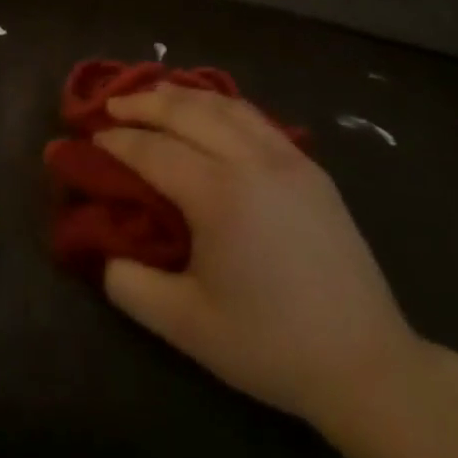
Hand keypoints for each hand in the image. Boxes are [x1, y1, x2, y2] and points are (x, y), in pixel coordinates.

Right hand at [95, 85, 422, 430]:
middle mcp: (251, 161)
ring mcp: (287, 159)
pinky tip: (212, 113)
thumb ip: (132, 287)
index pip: (155, 151)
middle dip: (145, 103)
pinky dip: (223, 106)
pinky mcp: (311, 168)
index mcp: (219, 195)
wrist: (365, 363)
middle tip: (114, 104)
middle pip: (188, 112)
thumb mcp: (187, 327)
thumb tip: (104, 255)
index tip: (93, 136)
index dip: (119, 141)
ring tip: (156, 95)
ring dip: (184, 96)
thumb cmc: (270, 345)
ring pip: (225, 106)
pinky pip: (256, 119)